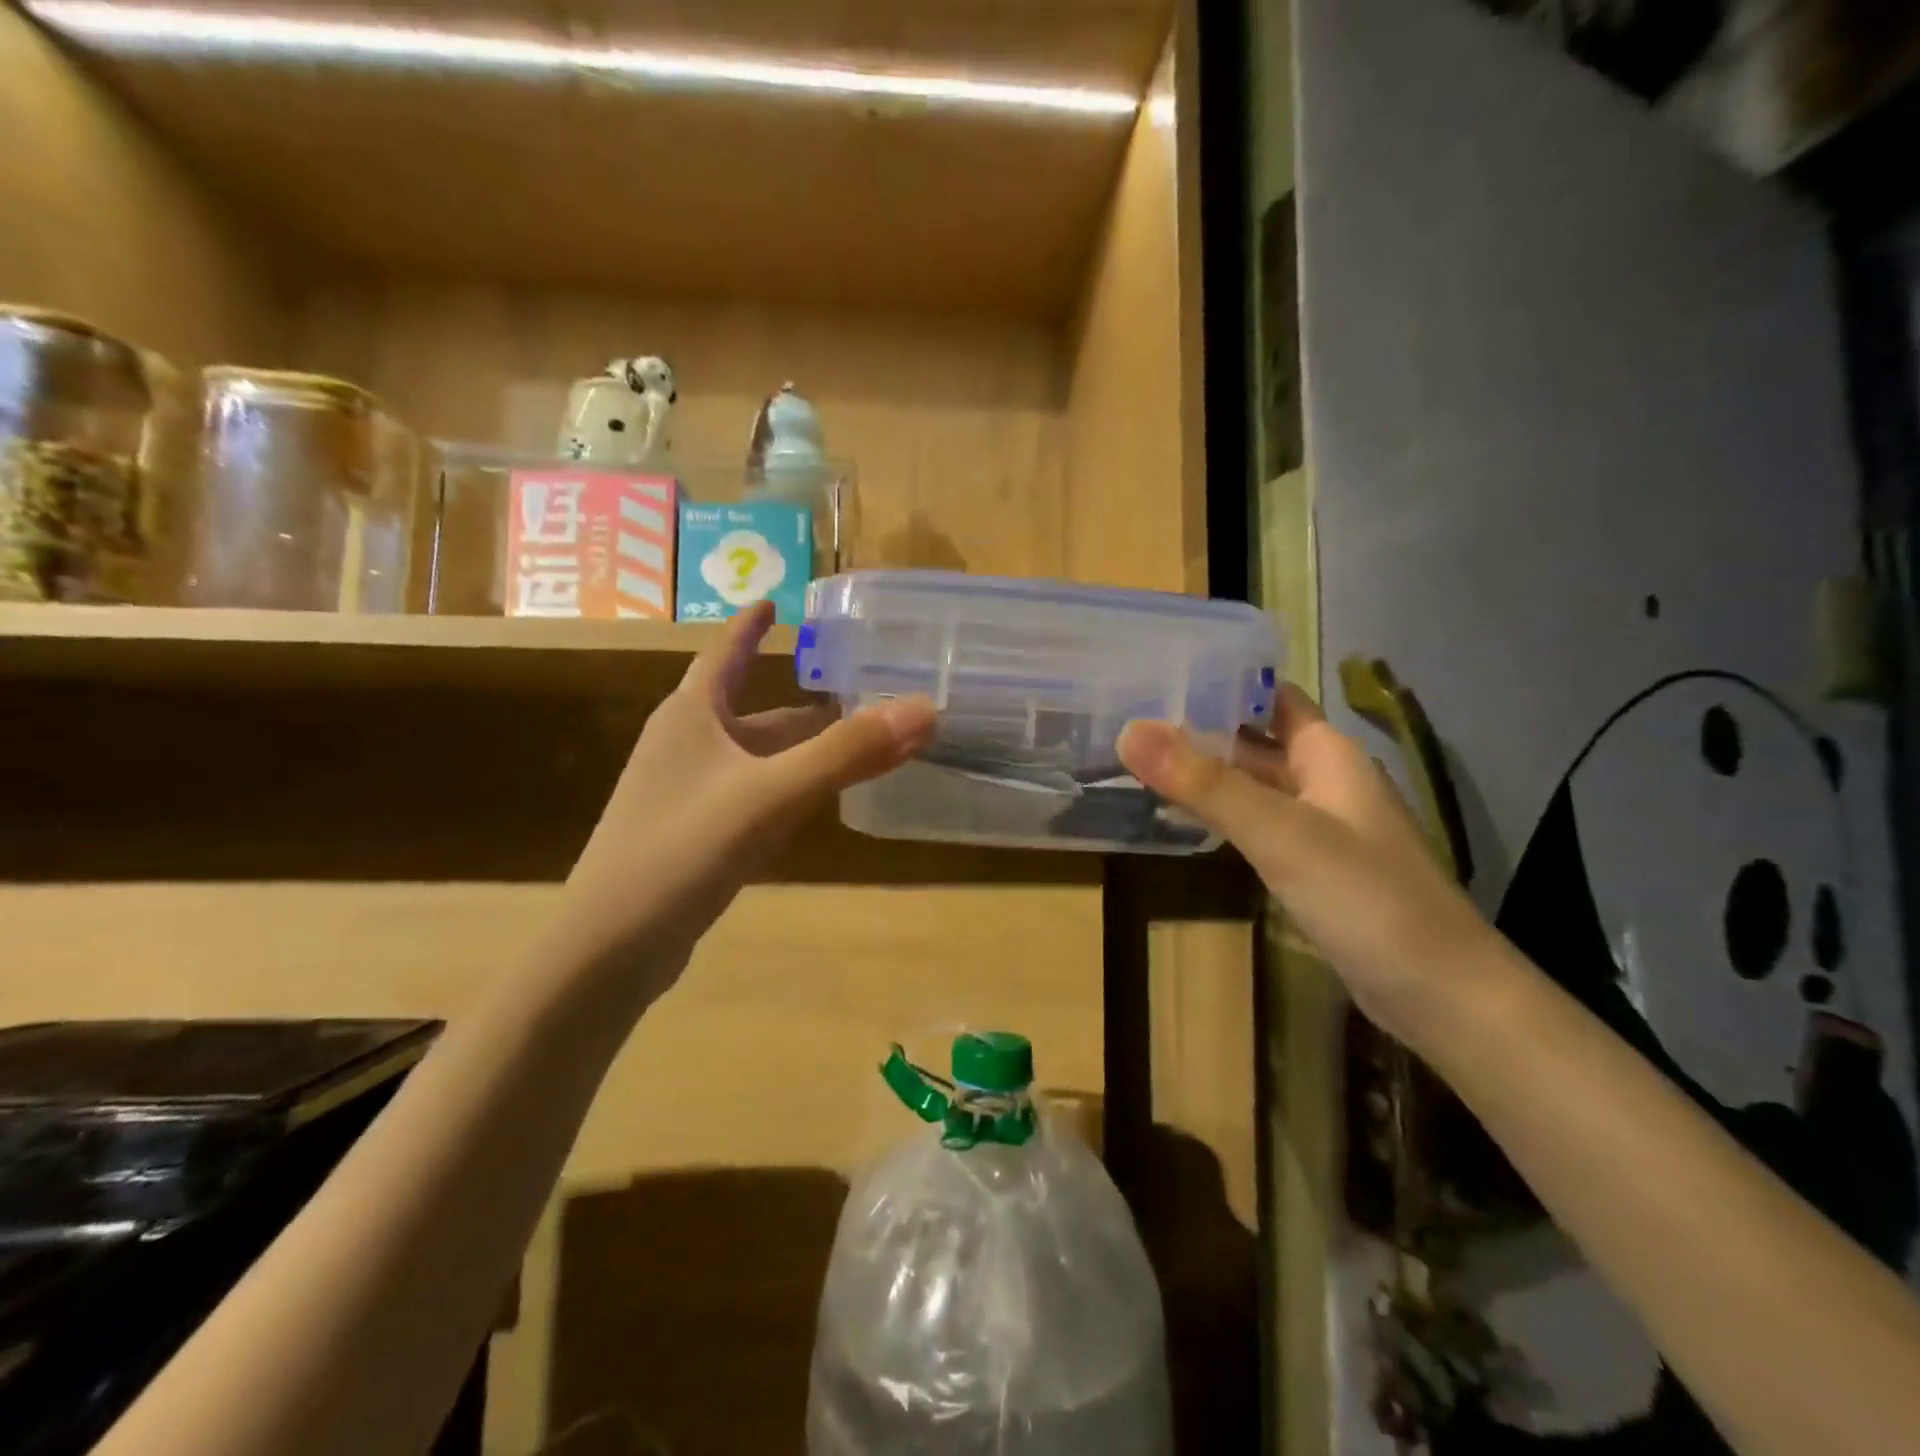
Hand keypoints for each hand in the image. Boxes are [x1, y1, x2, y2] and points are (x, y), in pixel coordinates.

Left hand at [559, 603, 935, 999]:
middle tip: (857, 689)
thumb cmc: (682, 850)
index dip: (750, 627)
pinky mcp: (694, 836)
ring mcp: (686, 794)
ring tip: (851, 741)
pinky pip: (751, 795)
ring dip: (799, 747)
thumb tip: (926, 708)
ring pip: (755, 757)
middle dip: (802, 701)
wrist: (611, 948)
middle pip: (751, 711)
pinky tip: (813, 801)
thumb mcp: (771, 794)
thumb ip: (847, 753)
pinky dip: (786, 787)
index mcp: (691, 716)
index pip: (725, 653)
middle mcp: (686, 746)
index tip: (773, 600)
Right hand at [1117, 686, 1496, 1042]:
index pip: (1269, 695)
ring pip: (1252, 785)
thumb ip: (1205, 783)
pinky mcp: (1313, 869)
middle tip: (1128, 721)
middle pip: (1254, 740)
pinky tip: (1180, 820)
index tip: (1155, 674)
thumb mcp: (1281, 833)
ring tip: (1137, 762)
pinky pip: (1257, 826)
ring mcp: (1320, 827)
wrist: (1443, 996)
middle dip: (1198, 728)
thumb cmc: (1367, 898)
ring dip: (1204, 773)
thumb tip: (1128, 731)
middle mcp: (1324, 781)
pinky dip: (1220, 816)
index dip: (1218, 681)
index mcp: (1327, 754)